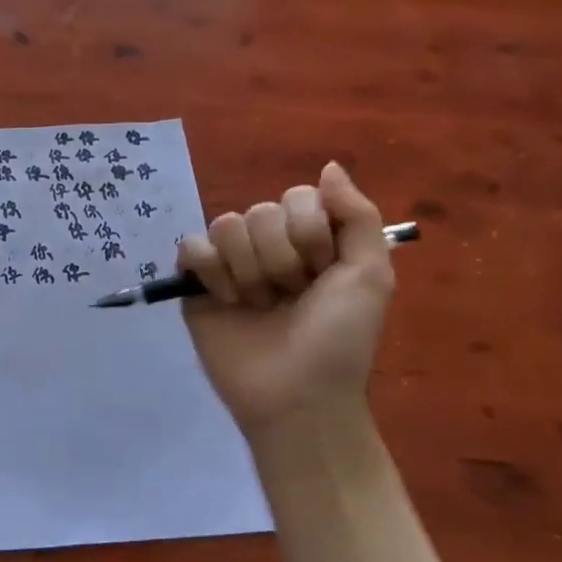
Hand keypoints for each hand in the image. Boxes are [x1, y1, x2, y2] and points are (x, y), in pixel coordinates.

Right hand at [179, 162, 394, 439]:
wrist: (297, 395)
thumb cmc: (339, 340)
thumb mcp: (370, 276)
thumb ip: (357, 215)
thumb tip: (330, 166)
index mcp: (310, 241)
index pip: (298, 198)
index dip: (310, 234)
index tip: (322, 274)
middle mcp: (269, 247)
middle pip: (260, 211)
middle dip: (280, 260)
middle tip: (289, 297)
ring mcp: (229, 264)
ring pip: (225, 225)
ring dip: (248, 270)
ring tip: (258, 305)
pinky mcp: (195, 283)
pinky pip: (191, 247)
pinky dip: (210, 272)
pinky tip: (226, 302)